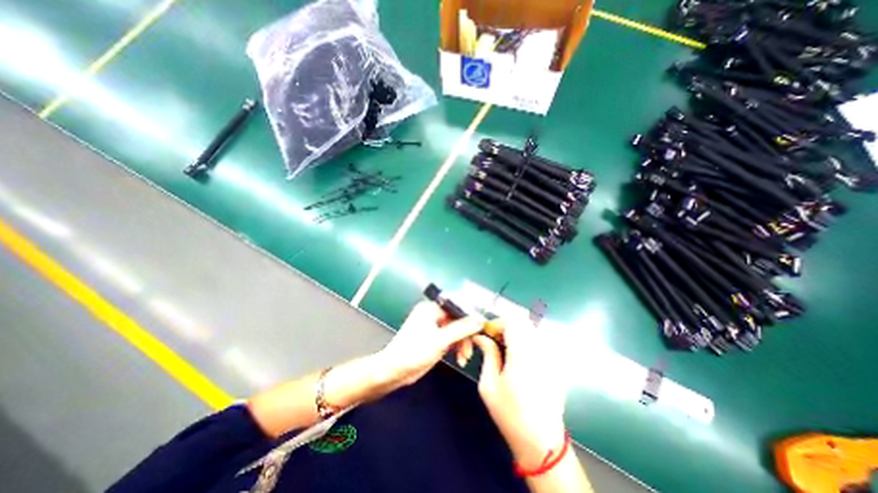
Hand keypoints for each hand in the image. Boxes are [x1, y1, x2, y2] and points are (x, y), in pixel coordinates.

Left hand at [375, 302, 482, 389]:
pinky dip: (458, 348)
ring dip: (463, 344)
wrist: (394, 372)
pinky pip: (452, 339)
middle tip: (471, 348)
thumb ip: (461, 329)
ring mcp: (435, 327)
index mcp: (431, 308)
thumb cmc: (413, 352)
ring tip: (464, 358)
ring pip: (457, 331)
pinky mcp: (436, 339)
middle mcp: (433, 315)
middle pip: (458, 320)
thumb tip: (479, 320)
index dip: (470, 315)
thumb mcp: (440, 340)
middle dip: (466, 335)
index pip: (456, 306)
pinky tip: (460, 358)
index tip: (482, 326)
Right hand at [473, 318, 569, 468]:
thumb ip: (488, 354)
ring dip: (518, 331)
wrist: (541, 442)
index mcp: (522, 355)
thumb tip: (481, 337)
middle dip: (507, 325)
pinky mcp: (558, 364)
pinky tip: (521, 356)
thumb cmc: (510, 414)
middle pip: (524, 322)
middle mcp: (540, 351)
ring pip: (534, 329)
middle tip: (496, 338)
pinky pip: (542, 341)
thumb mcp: (489, 385)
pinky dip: (529, 340)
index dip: (497, 323)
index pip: (511, 322)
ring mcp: (552, 357)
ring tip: (507, 346)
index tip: (487, 332)